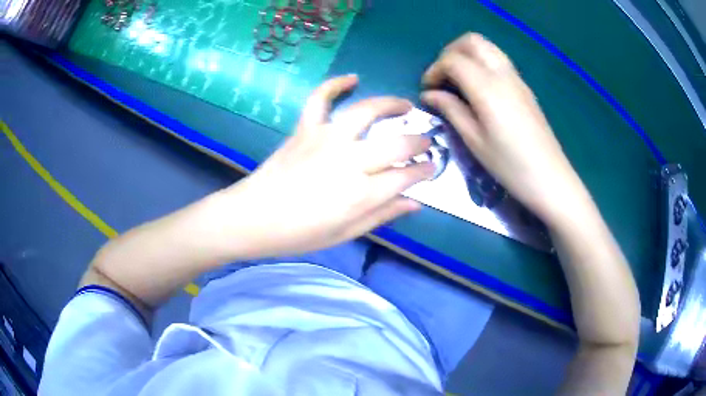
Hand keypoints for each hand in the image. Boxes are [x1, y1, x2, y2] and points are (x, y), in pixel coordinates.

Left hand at [221, 75, 433, 257]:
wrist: (253, 217)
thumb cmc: (299, 234)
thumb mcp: (346, 234)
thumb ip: (383, 216)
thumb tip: (414, 202)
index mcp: (361, 194)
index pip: (406, 176)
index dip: (425, 170)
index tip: (432, 166)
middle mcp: (349, 161)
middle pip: (396, 144)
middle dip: (419, 141)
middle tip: (426, 141)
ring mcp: (326, 139)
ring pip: (366, 112)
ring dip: (391, 105)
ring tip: (405, 106)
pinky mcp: (305, 129)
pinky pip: (320, 98)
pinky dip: (335, 84)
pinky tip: (353, 78)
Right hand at [421, 33, 588, 224]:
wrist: (550, 178)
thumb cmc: (510, 165)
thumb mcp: (475, 141)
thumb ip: (451, 110)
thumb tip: (430, 94)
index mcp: (487, 88)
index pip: (453, 60)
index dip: (434, 70)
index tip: (428, 90)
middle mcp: (503, 74)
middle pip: (471, 42)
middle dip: (450, 53)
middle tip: (442, 77)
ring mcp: (517, 79)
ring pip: (487, 47)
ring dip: (467, 55)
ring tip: (458, 80)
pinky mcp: (524, 87)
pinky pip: (499, 60)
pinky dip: (482, 63)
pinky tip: (478, 88)